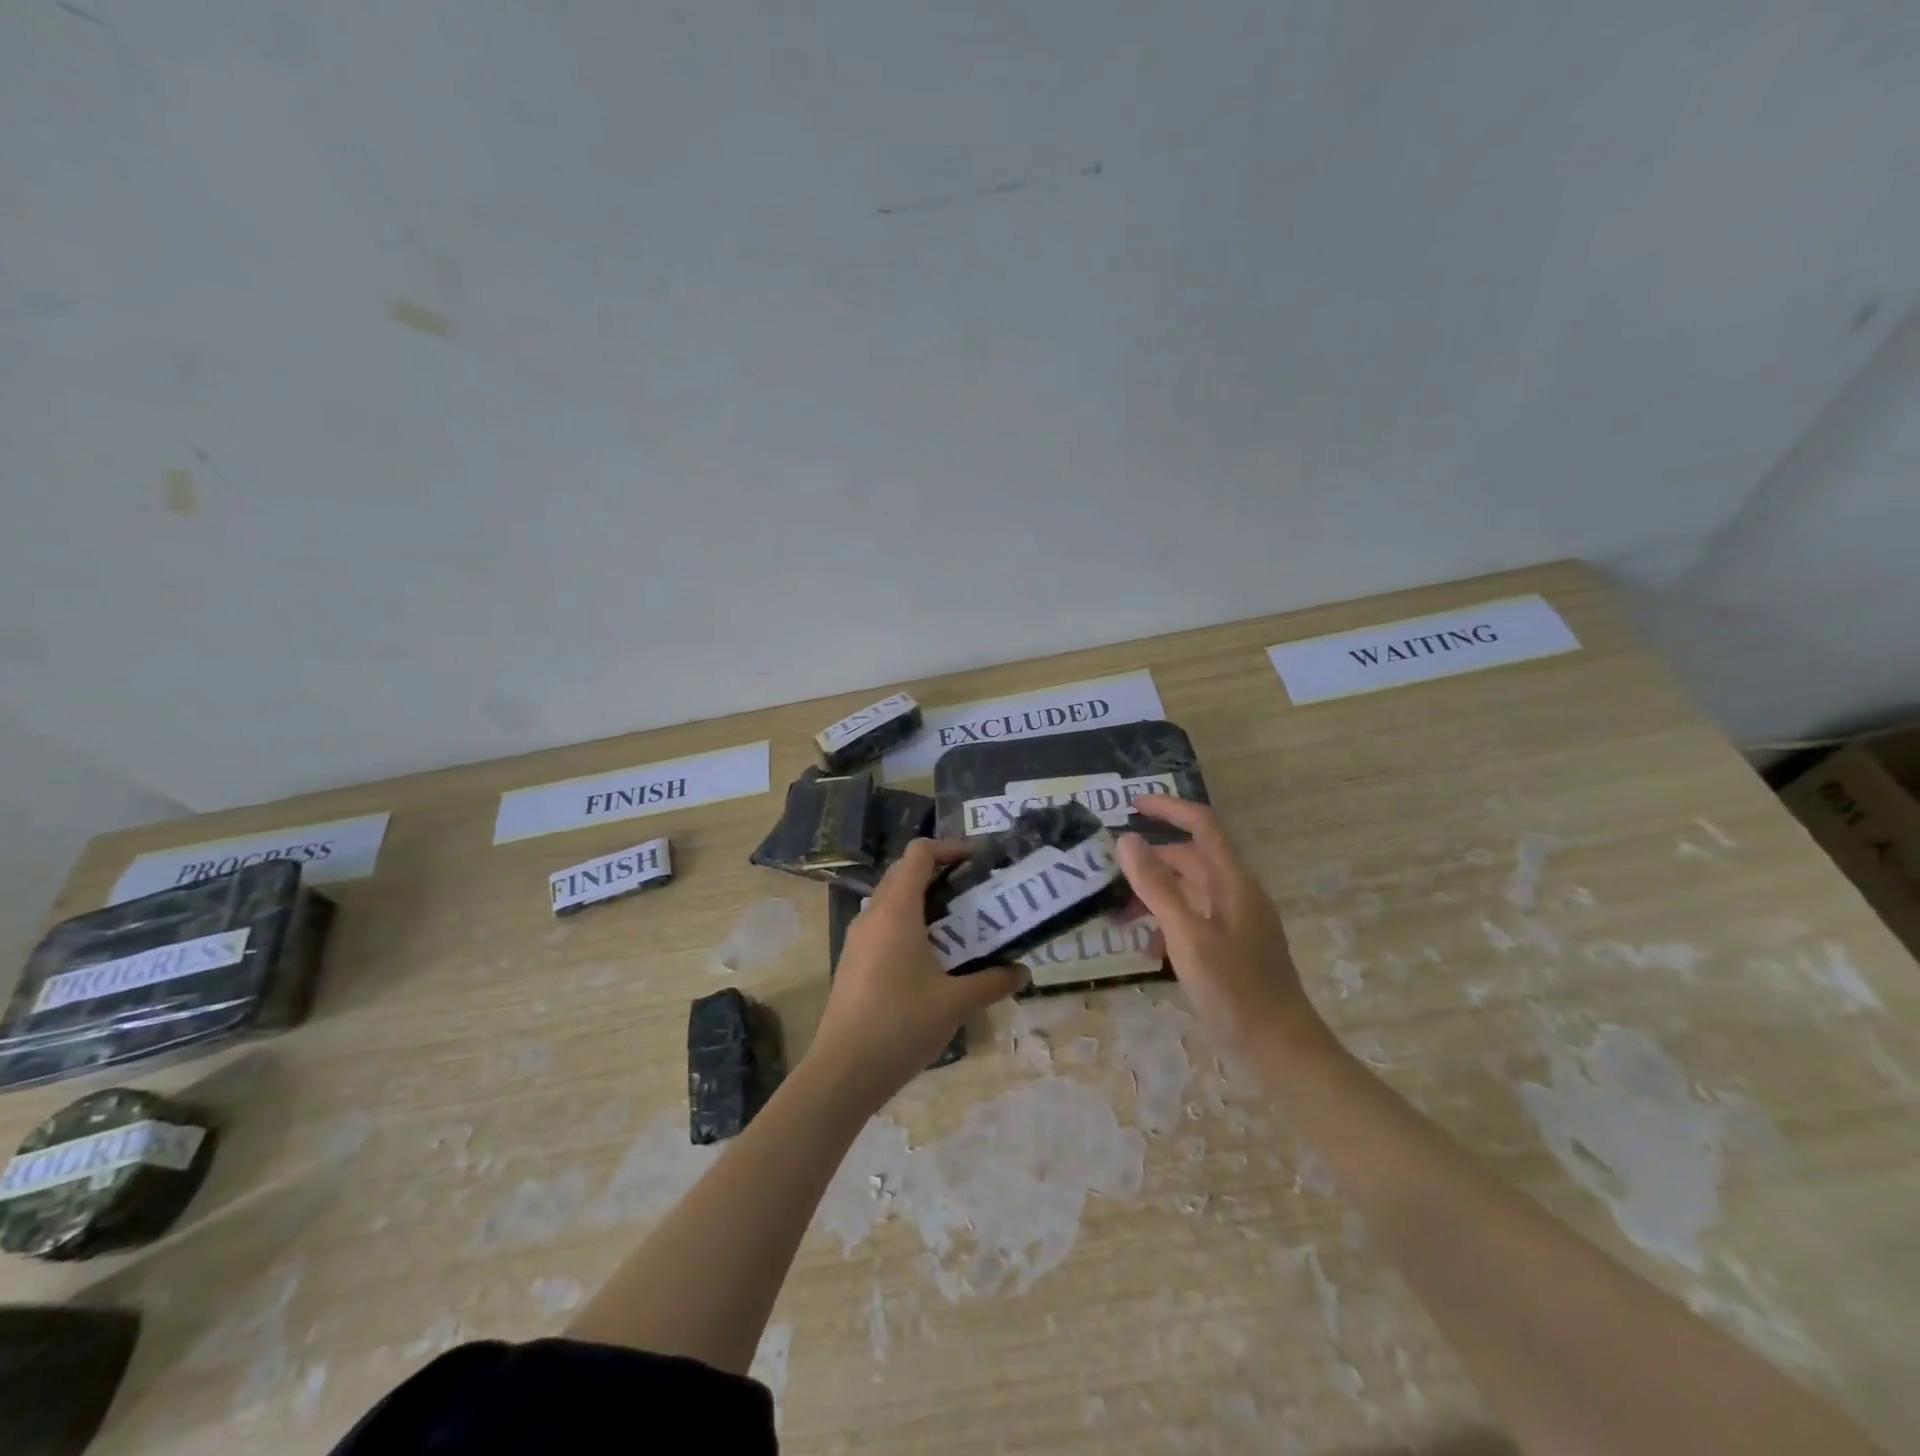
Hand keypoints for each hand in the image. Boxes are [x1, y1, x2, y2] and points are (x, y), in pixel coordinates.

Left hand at [809, 839, 1025, 1104]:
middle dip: (940, 873)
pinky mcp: (852, 960)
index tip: (978, 861)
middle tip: (975, 891)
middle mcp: (873, 914)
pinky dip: (908, 924)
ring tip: (958, 924)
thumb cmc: (902, 1024)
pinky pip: (882, 924)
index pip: (919, 854)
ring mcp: (857, 937)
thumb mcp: (955, 1002)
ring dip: (922, 900)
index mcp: (897, 910)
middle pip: (904, 872)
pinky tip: (930, 957)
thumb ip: (992, 981)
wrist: (844, 1070)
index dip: (950, 848)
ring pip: (891, 899)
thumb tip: (1024, 972)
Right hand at [1117, 797, 1326, 1059]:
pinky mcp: (1232, 947)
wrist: (1282, 1051)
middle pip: (1189, 860)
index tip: (1130, 806)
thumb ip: (1157, 887)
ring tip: (1117, 919)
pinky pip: (1193, 920)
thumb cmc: (1235, 991)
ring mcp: (1236, 922)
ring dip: (1152, 897)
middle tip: (1106, 877)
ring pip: (1188, 892)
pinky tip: (1145, 951)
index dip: (1168, 809)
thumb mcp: (1187, 936)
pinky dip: (1167, 924)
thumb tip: (1127, 840)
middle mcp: (1236, 894)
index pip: (1202, 825)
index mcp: (1232, 882)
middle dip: (1148, 864)